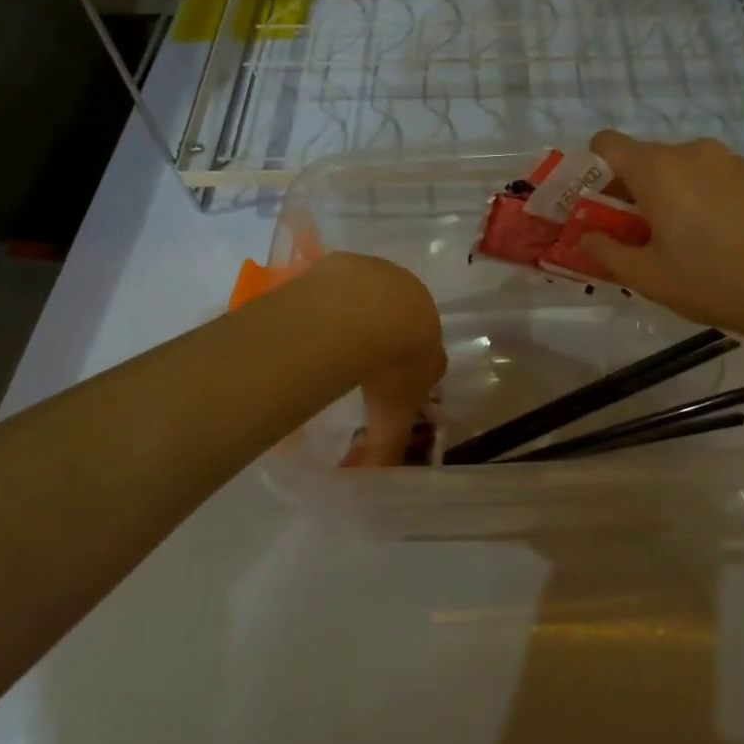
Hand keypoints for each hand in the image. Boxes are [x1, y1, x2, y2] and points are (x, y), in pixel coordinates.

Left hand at [308, 253, 446, 465]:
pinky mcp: (351, 262)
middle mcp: (413, 301)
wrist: (370, 312)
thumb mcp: (392, 417)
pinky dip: (331, 297)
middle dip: (385, 338)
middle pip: (402, 320)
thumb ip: (384, 449)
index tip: (390, 387)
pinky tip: (314, 316)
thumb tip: (371, 481)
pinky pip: (342, 282)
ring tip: (332, 338)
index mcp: (430, 337)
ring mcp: (382, 275)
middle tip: (359, 362)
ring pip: (372, 297)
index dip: (412, 371)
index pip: (429, 355)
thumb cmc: (391, 366)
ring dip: (358, 314)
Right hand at [577, 131, 743, 349]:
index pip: (606, 143)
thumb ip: (606, 252)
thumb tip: (586, 237)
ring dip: (662, 194)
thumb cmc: (714, 281)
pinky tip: (711, 237)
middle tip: (632, 235)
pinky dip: (694, 196)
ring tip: (676, 241)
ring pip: (675, 168)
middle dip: (626, 191)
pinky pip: (705, 176)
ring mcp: (725, 160)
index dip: (591, 170)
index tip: (596, 206)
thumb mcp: (649, 277)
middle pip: (640, 158)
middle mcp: (688, 151)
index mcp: (656, 168)